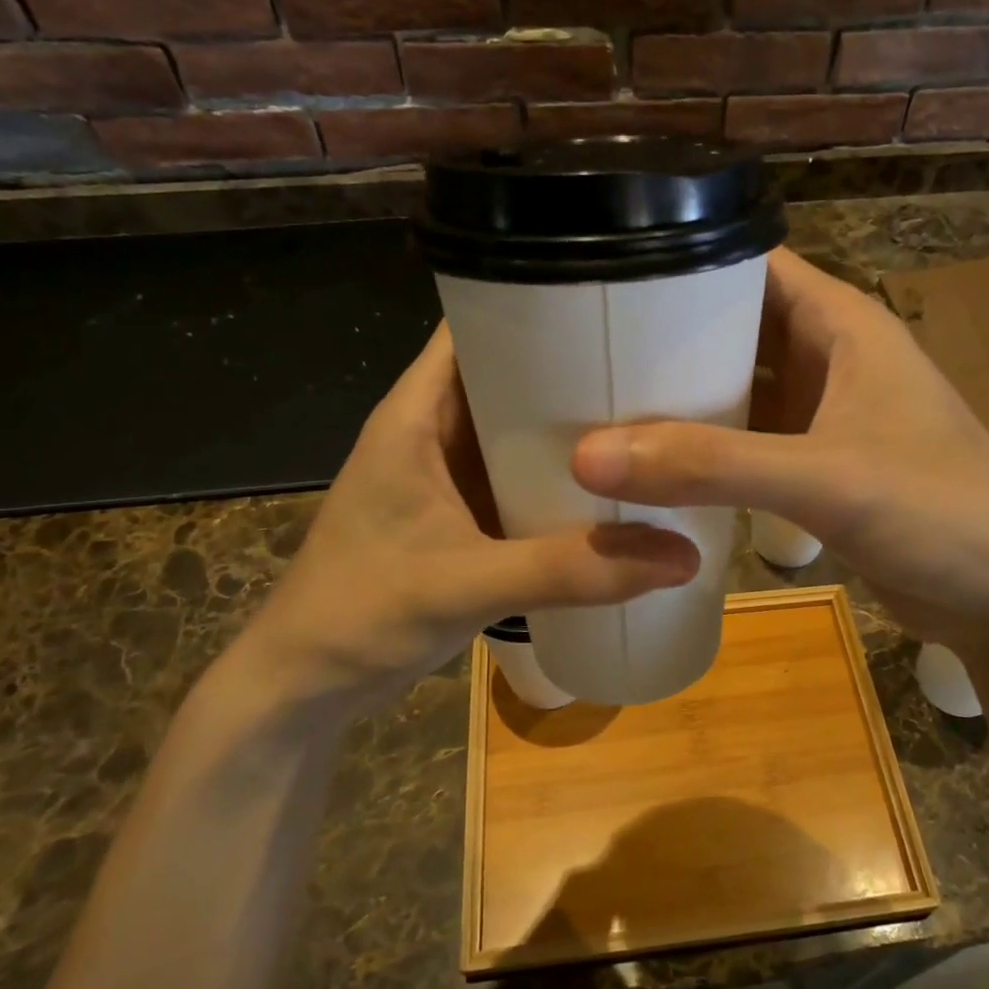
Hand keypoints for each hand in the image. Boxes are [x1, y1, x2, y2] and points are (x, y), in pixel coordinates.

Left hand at [243, 325, 698, 703]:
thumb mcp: (467, 585)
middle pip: (511, 372)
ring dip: (573, 425)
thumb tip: (682, 557)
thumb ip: (571, 570)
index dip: (538, 301)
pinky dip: (562, 474)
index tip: (611, 300)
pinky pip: (522, 474)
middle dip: (575, 366)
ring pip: (521, 427)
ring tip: (651, 414)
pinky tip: (615, 483)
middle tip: (657, 365)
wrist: (305, 687)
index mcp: (417, 414)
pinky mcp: (463, 513)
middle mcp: (435, 430)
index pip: (478, 324)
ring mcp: (450, 474)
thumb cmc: (359, 613)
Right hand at [571, 249, 988, 658]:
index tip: (605, 282)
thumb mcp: (823, 478)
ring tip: (602, 402)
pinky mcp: (819, 466)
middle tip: (587, 353)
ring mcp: (826, 414)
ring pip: (739, 386)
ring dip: (683, 397)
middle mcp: (831, 357)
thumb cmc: (938, 511)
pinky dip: (707, 446)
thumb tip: (588, 455)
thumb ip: (709, 465)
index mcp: (842, 323)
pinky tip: (654, 463)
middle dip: (668, 337)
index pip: (750, 264)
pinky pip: (749, 439)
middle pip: (734, 327)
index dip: (681, 262)